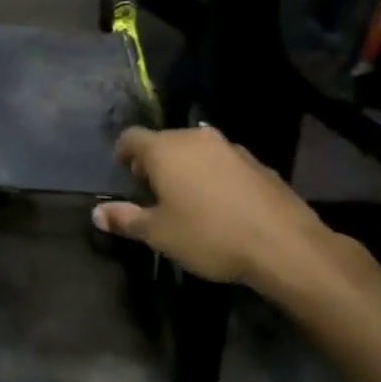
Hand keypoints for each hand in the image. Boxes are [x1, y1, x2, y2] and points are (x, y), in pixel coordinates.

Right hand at [93, 126, 362, 299]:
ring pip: (195, 149)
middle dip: (154, 161)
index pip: (131, 137)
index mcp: (165, 149)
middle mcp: (195, 138)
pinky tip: (220, 204)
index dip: (123, 152)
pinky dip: (213, 175)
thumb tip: (96, 213)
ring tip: (187, 197)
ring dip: (186, 166)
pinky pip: (222, 162)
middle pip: (164, 140)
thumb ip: (125, 219)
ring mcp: (229, 147)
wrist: (284, 245)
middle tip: (152, 189)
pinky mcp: (257, 162)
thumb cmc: (209, 236)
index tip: (123, 171)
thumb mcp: (159, 234)